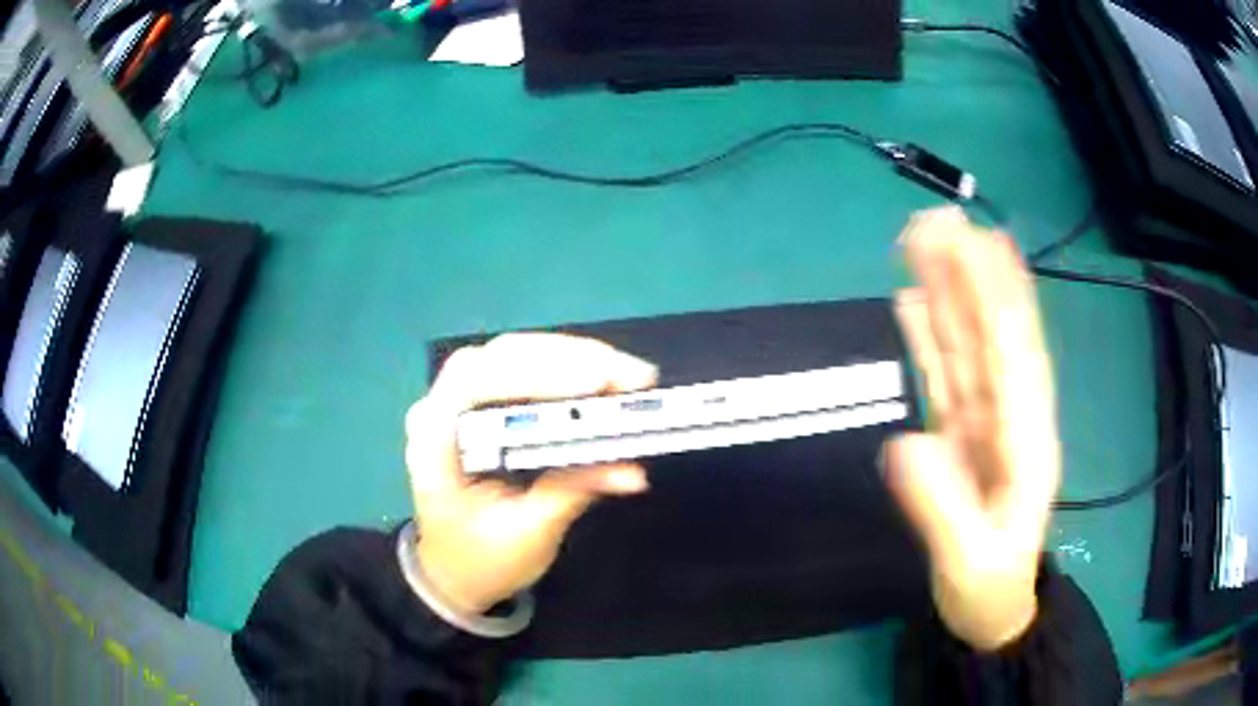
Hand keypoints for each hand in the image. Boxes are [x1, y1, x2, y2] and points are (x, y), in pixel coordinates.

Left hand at [404, 333, 657, 614]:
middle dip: (570, 360)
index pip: (476, 382)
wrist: (452, 574)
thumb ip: (574, 492)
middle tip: (633, 376)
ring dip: (575, 359)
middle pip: (501, 356)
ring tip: (628, 375)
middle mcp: (441, 407)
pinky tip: (602, 378)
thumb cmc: (480, 560)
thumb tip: (633, 470)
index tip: (595, 384)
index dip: (536, 375)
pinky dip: (567, 371)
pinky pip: (524, 371)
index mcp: (434, 439)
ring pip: (516, 355)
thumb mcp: (528, 534)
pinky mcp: (484, 405)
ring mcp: (460, 401)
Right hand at [885, 207, 1060, 650]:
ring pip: (968, 346)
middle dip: (972, 276)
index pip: (1013, 357)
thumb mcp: (970, 563)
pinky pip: (947, 375)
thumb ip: (943, 509)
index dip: (1000, 297)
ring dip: (950, 293)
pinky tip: (918, 302)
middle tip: (939, 221)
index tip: (984, 240)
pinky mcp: (961, 433)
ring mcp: (984, 423)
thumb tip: (906, 441)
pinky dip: (934, 336)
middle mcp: (1011, 418)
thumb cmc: (989, 592)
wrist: (991, 611)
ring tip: (924, 244)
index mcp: (1027, 442)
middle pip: (991, 336)